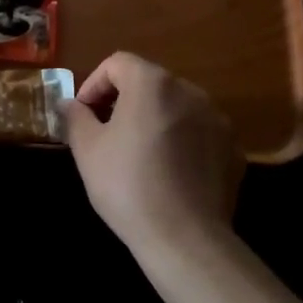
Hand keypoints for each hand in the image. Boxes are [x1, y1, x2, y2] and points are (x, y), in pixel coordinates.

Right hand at [62, 52, 243, 257]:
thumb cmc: (128, 185)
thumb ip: (76, 117)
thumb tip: (70, 103)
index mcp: (153, 83)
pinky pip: (199, 134)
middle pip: (149, 83)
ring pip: (176, 107)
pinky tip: (169, 174)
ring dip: (154, 120)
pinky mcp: (233, 149)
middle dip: (124, 101)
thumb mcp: (87, 150)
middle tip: (106, 133)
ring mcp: (217, 119)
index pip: (117, 63)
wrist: (185, 239)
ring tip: (138, 154)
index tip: (83, 114)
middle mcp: (190, 91)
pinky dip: (182, 142)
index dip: (94, 84)